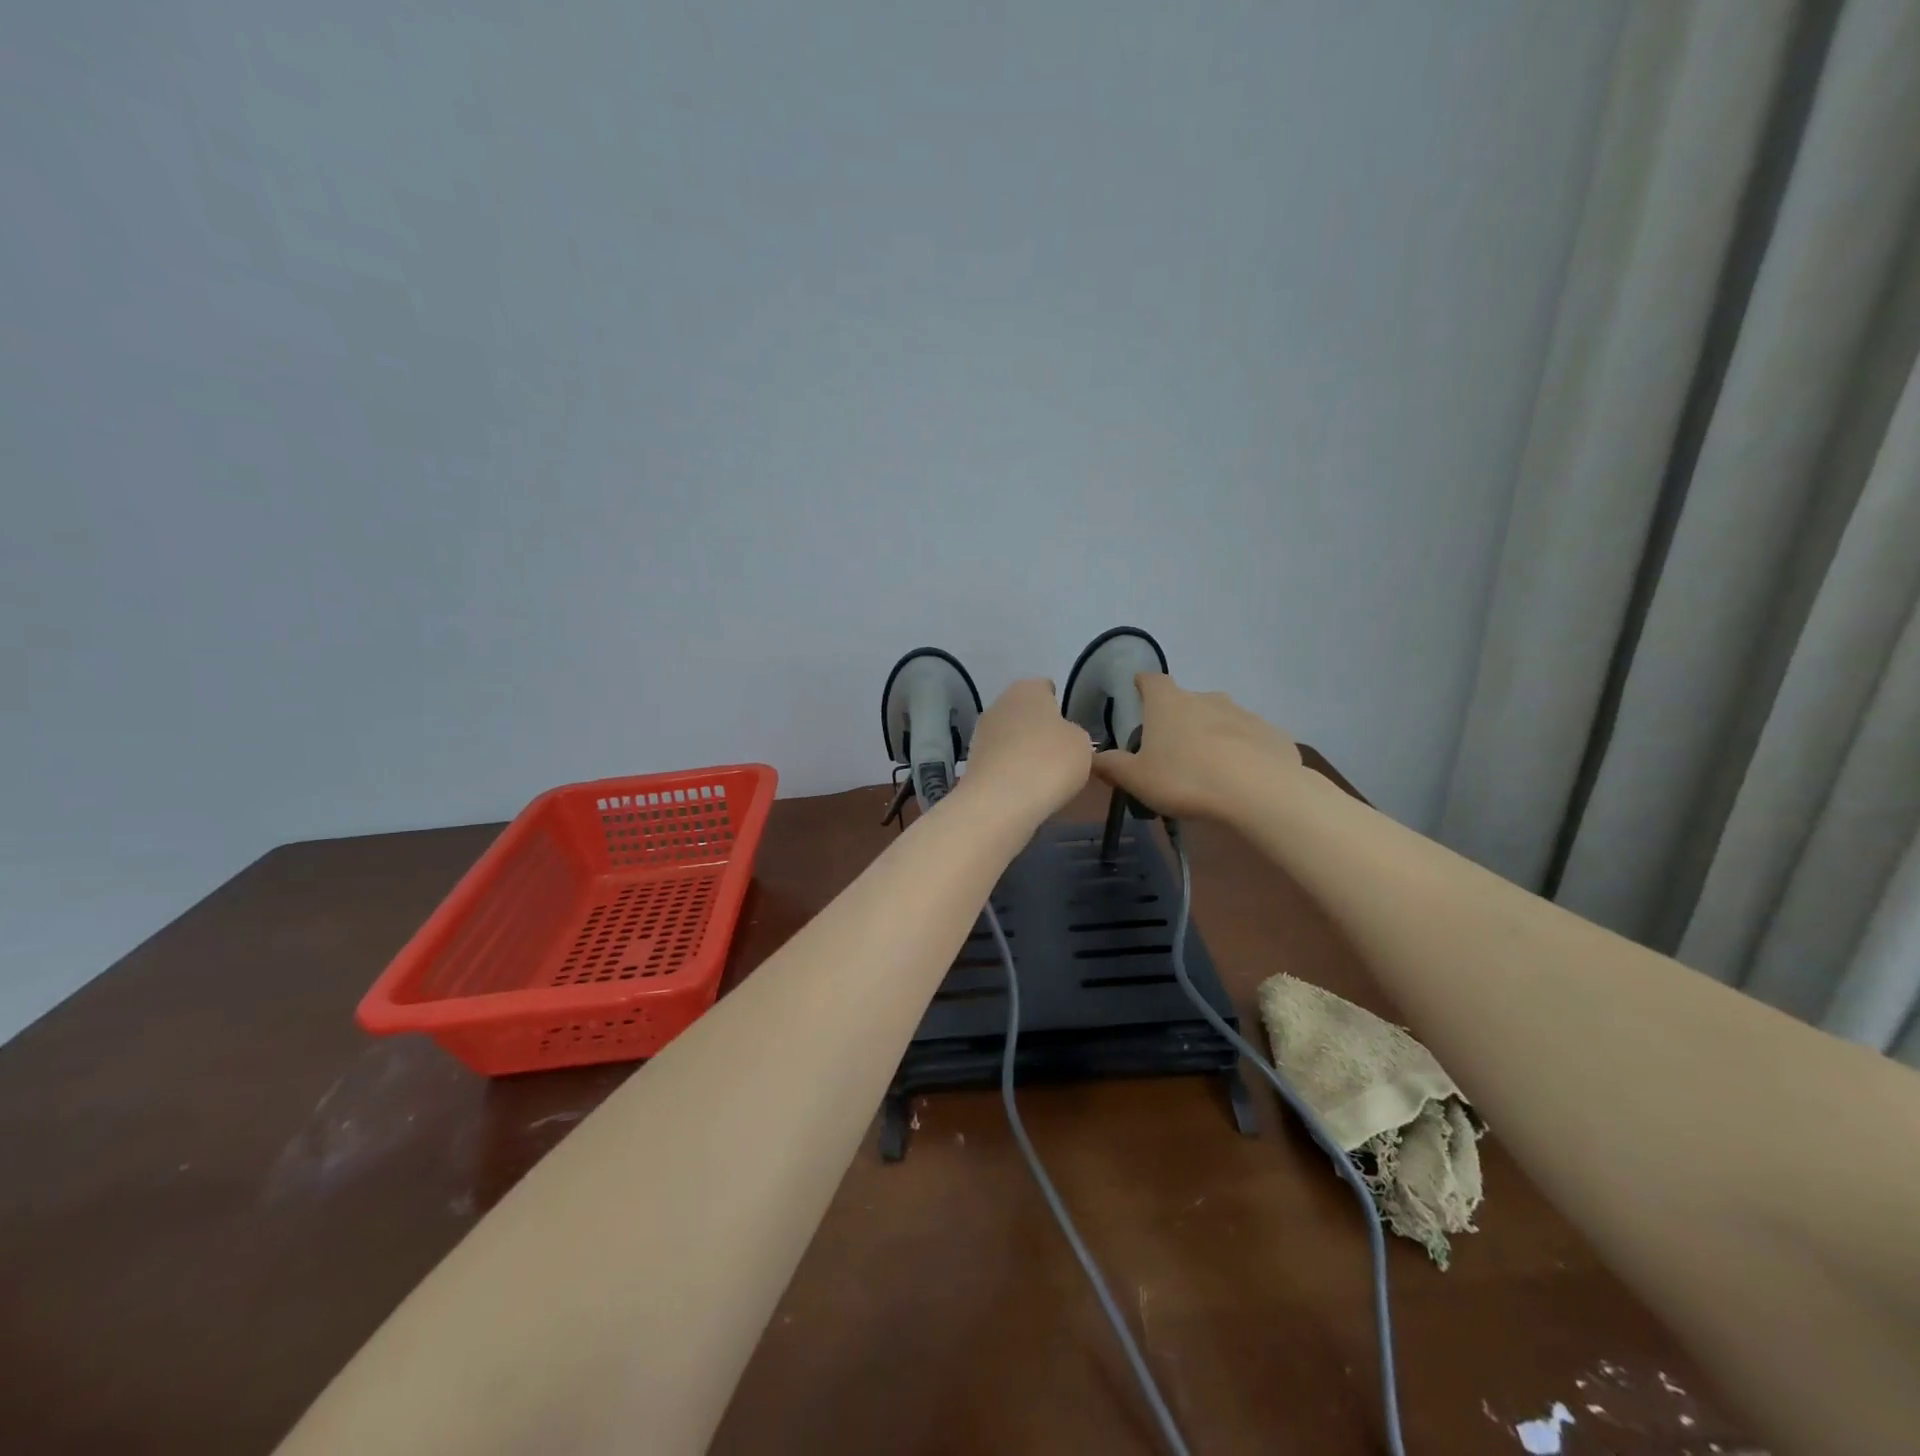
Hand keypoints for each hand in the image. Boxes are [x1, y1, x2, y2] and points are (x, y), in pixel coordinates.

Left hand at [960, 678, 1092, 824]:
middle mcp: (1000, 703)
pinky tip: (1024, 788)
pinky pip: (1000, 760)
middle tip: (1059, 754)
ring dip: (1023, 750)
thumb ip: (1074, 734)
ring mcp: (981, 732)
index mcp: (1028, 689)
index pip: (1046, 688)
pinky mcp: (972, 761)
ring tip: (1043, 776)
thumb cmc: (1049, 762)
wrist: (1000, 802)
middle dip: (1039, 729)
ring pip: (1010, 736)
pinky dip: (1010, 770)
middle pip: (1025, 712)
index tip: (1069, 729)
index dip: (1059, 706)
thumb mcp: (1082, 744)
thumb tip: (1062, 738)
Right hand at [1091, 673, 1300, 819]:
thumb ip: (1112, 766)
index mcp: (1168, 703)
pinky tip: (1240, 778)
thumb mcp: (1137, 779)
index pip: (1151, 681)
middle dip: (1178, 718)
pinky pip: (1249, 740)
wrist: (1259, 791)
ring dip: (1212, 736)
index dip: (1143, 684)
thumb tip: (1091, 757)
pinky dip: (1242, 753)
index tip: (1138, 689)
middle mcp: (1206, 698)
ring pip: (1220, 720)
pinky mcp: (1271, 734)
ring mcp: (1243, 713)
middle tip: (1171, 748)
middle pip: (1187, 701)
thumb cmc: (1185, 779)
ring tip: (1207, 767)